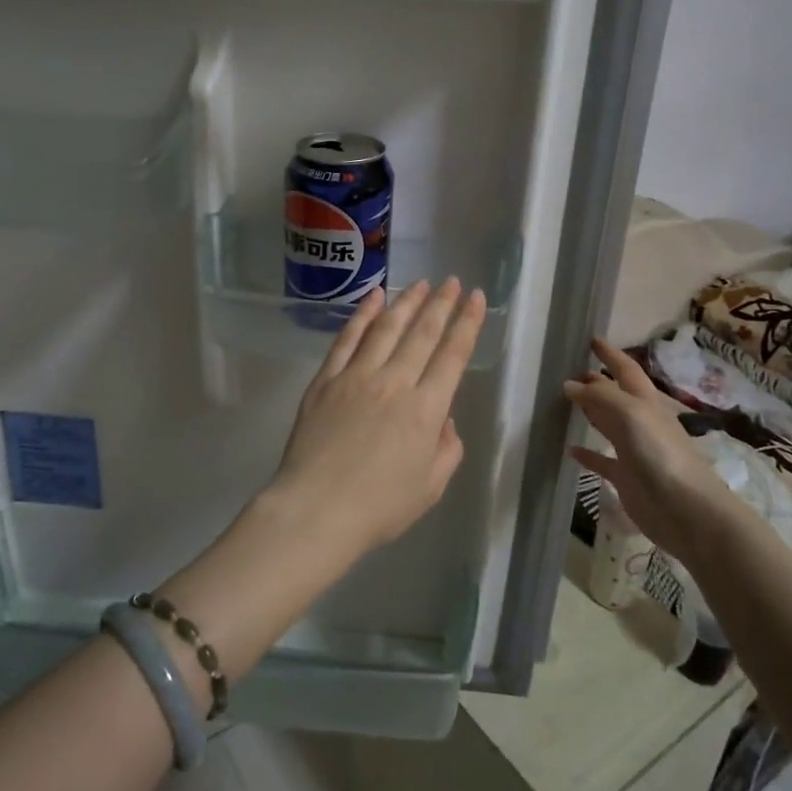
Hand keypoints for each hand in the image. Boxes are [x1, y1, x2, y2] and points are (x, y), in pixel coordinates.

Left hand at [268, 278, 486, 553]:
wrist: (316, 509)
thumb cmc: (379, 507)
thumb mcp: (430, 487)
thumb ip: (447, 449)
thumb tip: (444, 418)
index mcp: (426, 409)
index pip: (453, 355)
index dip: (467, 322)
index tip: (475, 297)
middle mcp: (395, 382)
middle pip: (422, 333)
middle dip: (440, 303)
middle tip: (450, 280)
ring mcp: (357, 376)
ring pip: (386, 327)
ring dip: (406, 302)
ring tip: (419, 283)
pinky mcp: (326, 379)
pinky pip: (347, 339)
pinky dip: (362, 314)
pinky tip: (373, 297)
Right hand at [564, 338, 736, 560]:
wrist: (687, 511)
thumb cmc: (662, 455)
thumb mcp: (632, 414)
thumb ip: (600, 397)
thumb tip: (570, 384)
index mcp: (645, 403)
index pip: (626, 370)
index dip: (611, 354)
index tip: (592, 339)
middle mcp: (640, 422)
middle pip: (615, 396)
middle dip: (596, 382)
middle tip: (570, 371)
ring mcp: (633, 451)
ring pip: (607, 425)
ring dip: (590, 412)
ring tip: (565, 402)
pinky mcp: (626, 478)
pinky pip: (602, 460)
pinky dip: (587, 453)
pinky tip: (569, 449)